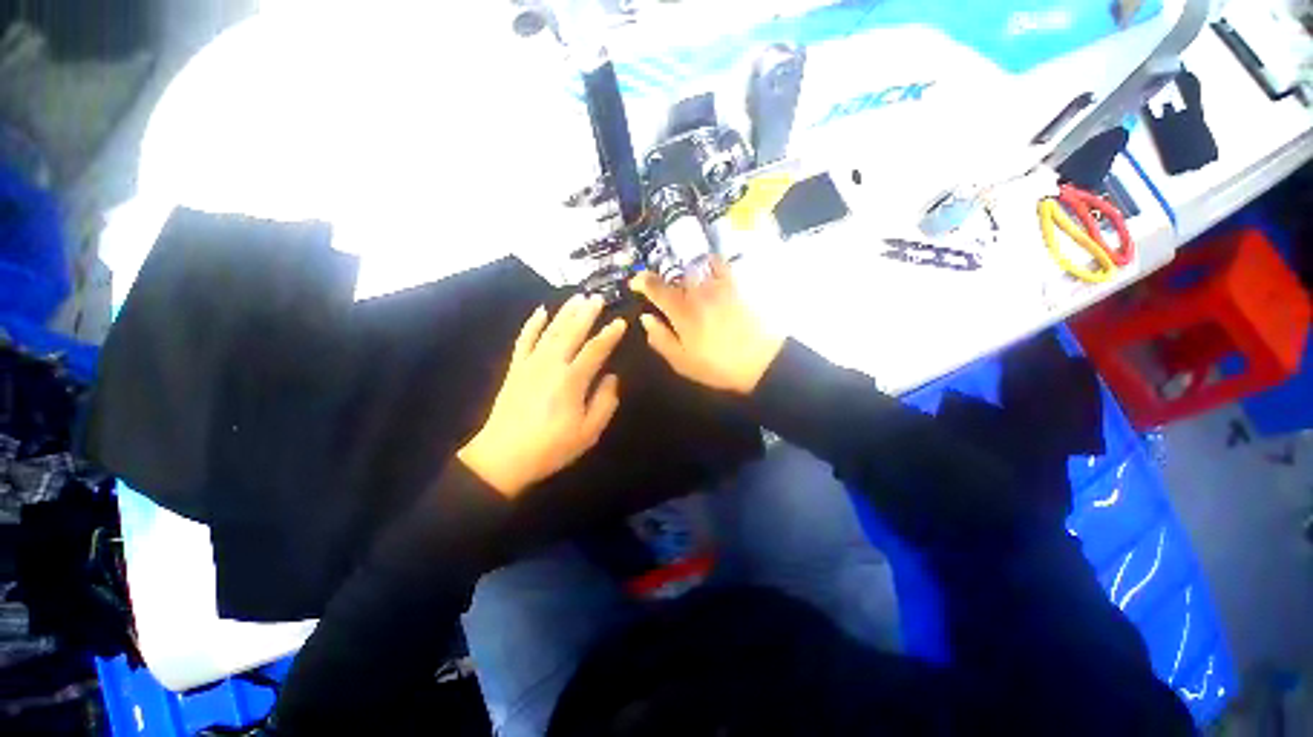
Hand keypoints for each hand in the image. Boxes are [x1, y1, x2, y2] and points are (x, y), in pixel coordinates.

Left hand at [458, 296, 625, 497]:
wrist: (503, 457)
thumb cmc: (552, 447)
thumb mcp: (589, 432)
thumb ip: (605, 402)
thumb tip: (612, 377)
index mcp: (572, 380)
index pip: (596, 350)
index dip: (610, 335)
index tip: (621, 322)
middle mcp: (552, 364)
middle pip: (572, 332)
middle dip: (587, 313)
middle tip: (598, 297)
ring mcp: (530, 363)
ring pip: (550, 331)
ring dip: (565, 312)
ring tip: (577, 297)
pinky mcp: (516, 368)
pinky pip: (524, 339)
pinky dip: (532, 324)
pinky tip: (540, 311)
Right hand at [630, 257, 783, 394]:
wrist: (761, 362)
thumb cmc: (718, 366)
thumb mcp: (682, 362)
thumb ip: (661, 339)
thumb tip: (646, 318)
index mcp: (681, 312)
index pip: (656, 287)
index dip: (642, 281)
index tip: (635, 282)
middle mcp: (697, 292)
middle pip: (674, 273)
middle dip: (663, 278)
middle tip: (662, 288)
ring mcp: (718, 285)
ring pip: (693, 266)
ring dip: (683, 271)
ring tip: (684, 280)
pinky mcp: (737, 285)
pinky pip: (720, 263)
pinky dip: (709, 262)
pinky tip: (708, 269)